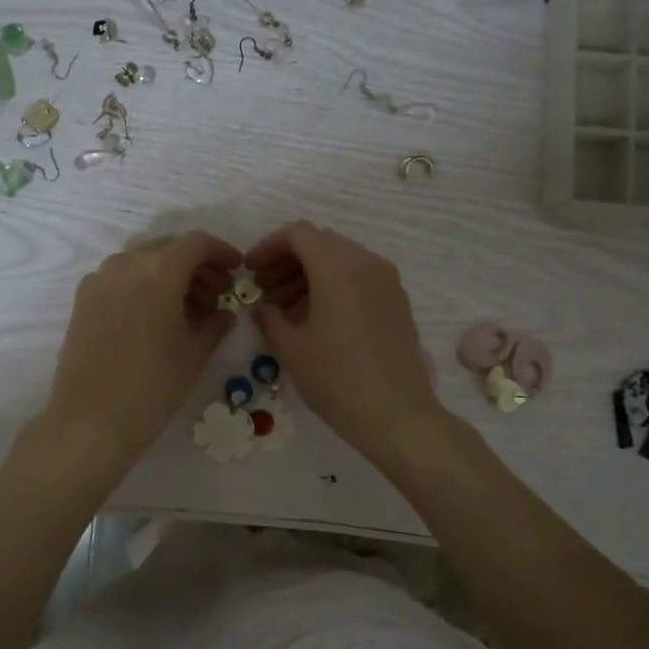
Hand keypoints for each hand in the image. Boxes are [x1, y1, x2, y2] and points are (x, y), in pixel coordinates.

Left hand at [46, 231, 244, 466]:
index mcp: (159, 271)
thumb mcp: (195, 354)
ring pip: (143, 262)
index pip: (197, 243)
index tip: (237, 271)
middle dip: (197, 266)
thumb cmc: (152, 387)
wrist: (89, 422)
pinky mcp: (82, 300)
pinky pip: (121, 278)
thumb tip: (224, 311)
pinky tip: (155, 318)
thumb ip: (216, 323)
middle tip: (217, 296)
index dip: (222, 252)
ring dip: (170, 275)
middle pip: (169, 249)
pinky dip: (144, 286)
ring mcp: (99, 280)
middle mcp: (126, 264)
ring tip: (188, 311)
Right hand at [245, 222, 446, 468]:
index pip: (298, 233)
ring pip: (341, 260)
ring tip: (287, 311)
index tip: (251, 272)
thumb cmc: (336, 379)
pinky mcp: (397, 301)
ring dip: (310, 275)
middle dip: (288, 261)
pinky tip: (318, 319)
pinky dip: (334, 286)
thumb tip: (263, 306)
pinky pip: (359, 278)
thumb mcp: (291, 348)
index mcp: (337, 267)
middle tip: (265, 292)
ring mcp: (387, 281)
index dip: (268, 247)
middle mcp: (366, 263)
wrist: (397, 415)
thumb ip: (269, 317)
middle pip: (320, 243)